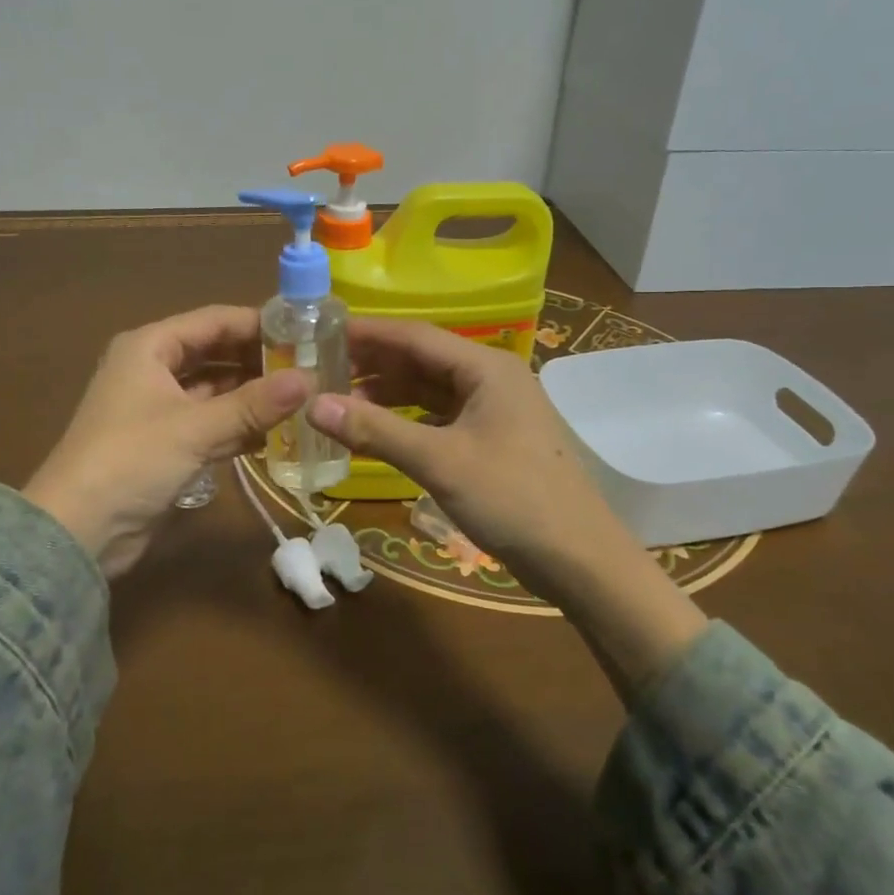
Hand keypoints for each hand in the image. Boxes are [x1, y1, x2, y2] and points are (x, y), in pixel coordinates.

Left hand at [24, 306, 307, 576]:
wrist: (76, 533)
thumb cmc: (131, 461)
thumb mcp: (195, 428)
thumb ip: (254, 404)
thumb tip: (310, 379)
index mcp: (150, 347)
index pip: (215, 320)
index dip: (259, 323)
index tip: (305, 331)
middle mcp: (153, 368)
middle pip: (216, 353)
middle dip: (259, 360)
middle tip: (310, 366)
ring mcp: (159, 407)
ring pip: (216, 390)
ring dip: (253, 395)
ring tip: (303, 398)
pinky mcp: (166, 442)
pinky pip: (211, 422)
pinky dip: (239, 425)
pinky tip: (277, 433)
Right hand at [306, 318, 612, 597]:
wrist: (580, 560)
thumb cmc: (513, 498)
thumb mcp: (439, 461)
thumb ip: (376, 430)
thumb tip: (313, 404)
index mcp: (486, 367)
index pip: (415, 336)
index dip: (367, 334)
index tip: (321, 335)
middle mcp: (490, 378)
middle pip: (421, 360)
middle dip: (373, 364)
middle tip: (321, 370)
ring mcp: (493, 410)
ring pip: (429, 390)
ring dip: (387, 394)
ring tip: (339, 403)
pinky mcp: (492, 440)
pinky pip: (439, 417)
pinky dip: (406, 421)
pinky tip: (377, 433)